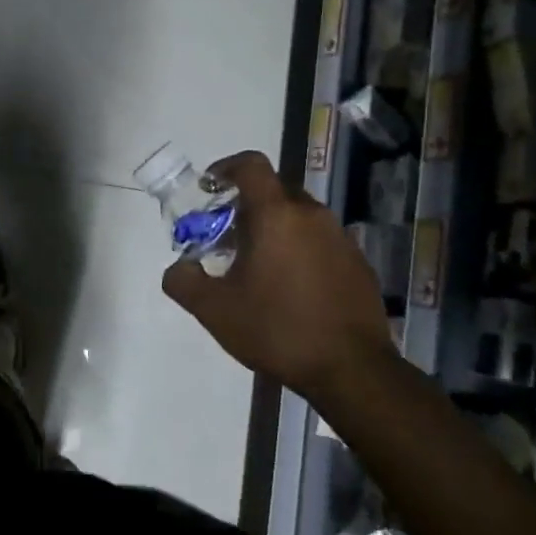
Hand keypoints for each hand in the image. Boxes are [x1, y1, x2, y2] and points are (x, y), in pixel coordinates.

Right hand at [161, 150, 393, 400]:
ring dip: (273, 228)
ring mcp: (340, 238)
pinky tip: (288, 287)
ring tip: (254, 265)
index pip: (251, 166)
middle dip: (245, 205)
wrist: (351, 369)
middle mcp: (312, 216)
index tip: (209, 187)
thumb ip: (184, 281)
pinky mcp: (358, 263)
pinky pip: (319, 241)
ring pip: (298, 217)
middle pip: (274, 191)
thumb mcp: (214, 310)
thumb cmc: (277, 329)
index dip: (226, 168)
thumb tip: (177, 268)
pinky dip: (298, 249)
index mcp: (276, 215)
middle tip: (225, 236)